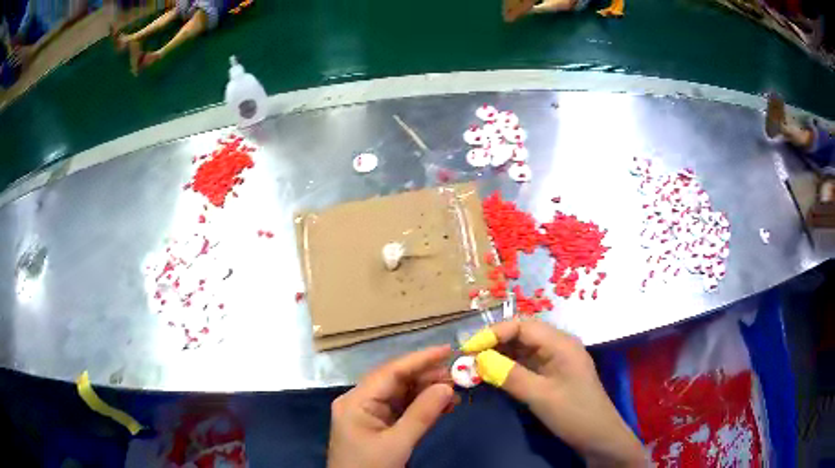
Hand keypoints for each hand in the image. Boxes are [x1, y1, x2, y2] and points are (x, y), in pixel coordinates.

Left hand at [327, 346, 455, 467]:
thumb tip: (447, 386)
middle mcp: (359, 401)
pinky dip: (421, 406)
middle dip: (426, 377)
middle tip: (457, 376)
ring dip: (427, 392)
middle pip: (395, 381)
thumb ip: (422, 414)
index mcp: (356, 401)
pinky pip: (401, 408)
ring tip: (455, 392)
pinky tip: (442, 406)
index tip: (447, 350)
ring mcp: (367, 413)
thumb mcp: (397, 444)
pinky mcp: (376, 425)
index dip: (419, 359)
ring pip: (400, 394)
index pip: (390, 372)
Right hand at [466, 320, 645, 466]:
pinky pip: (526, 363)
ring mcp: (555, 359)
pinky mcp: (552, 373)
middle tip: (467, 358)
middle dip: (493, 342)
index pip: (522, 325)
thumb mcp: (541, 396)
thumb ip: (510, 376)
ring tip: (474, 366)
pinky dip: (507, 366)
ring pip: (521, 348)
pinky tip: (492, 374)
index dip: (493, 333)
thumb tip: (479, 360)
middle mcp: (558, 345)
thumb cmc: (574, 414)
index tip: (468, 348)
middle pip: (521, 333)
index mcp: (560, 343)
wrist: (598, 436)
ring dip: (498, 354)